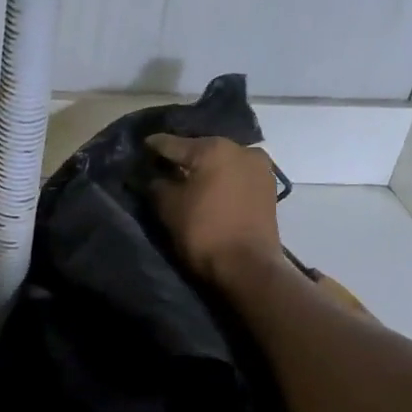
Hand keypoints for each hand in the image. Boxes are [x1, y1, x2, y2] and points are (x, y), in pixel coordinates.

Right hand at [145, 134, 282, 288]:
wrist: (249, 267)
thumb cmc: (204, 232)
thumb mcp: (168, 207)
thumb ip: (157, 184)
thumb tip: (154, 176)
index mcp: (214, 148)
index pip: (173, 143)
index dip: (153, 146)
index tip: (141, 147)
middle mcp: (241, 149)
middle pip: (201, 149)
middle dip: (182, 157)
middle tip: (163, 165)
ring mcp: (260, 168)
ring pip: (222, 162)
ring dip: (204, 168)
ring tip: (186, 178)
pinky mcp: (269, 188)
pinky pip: (236, 176)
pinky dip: (221, 179)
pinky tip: (209, 189)